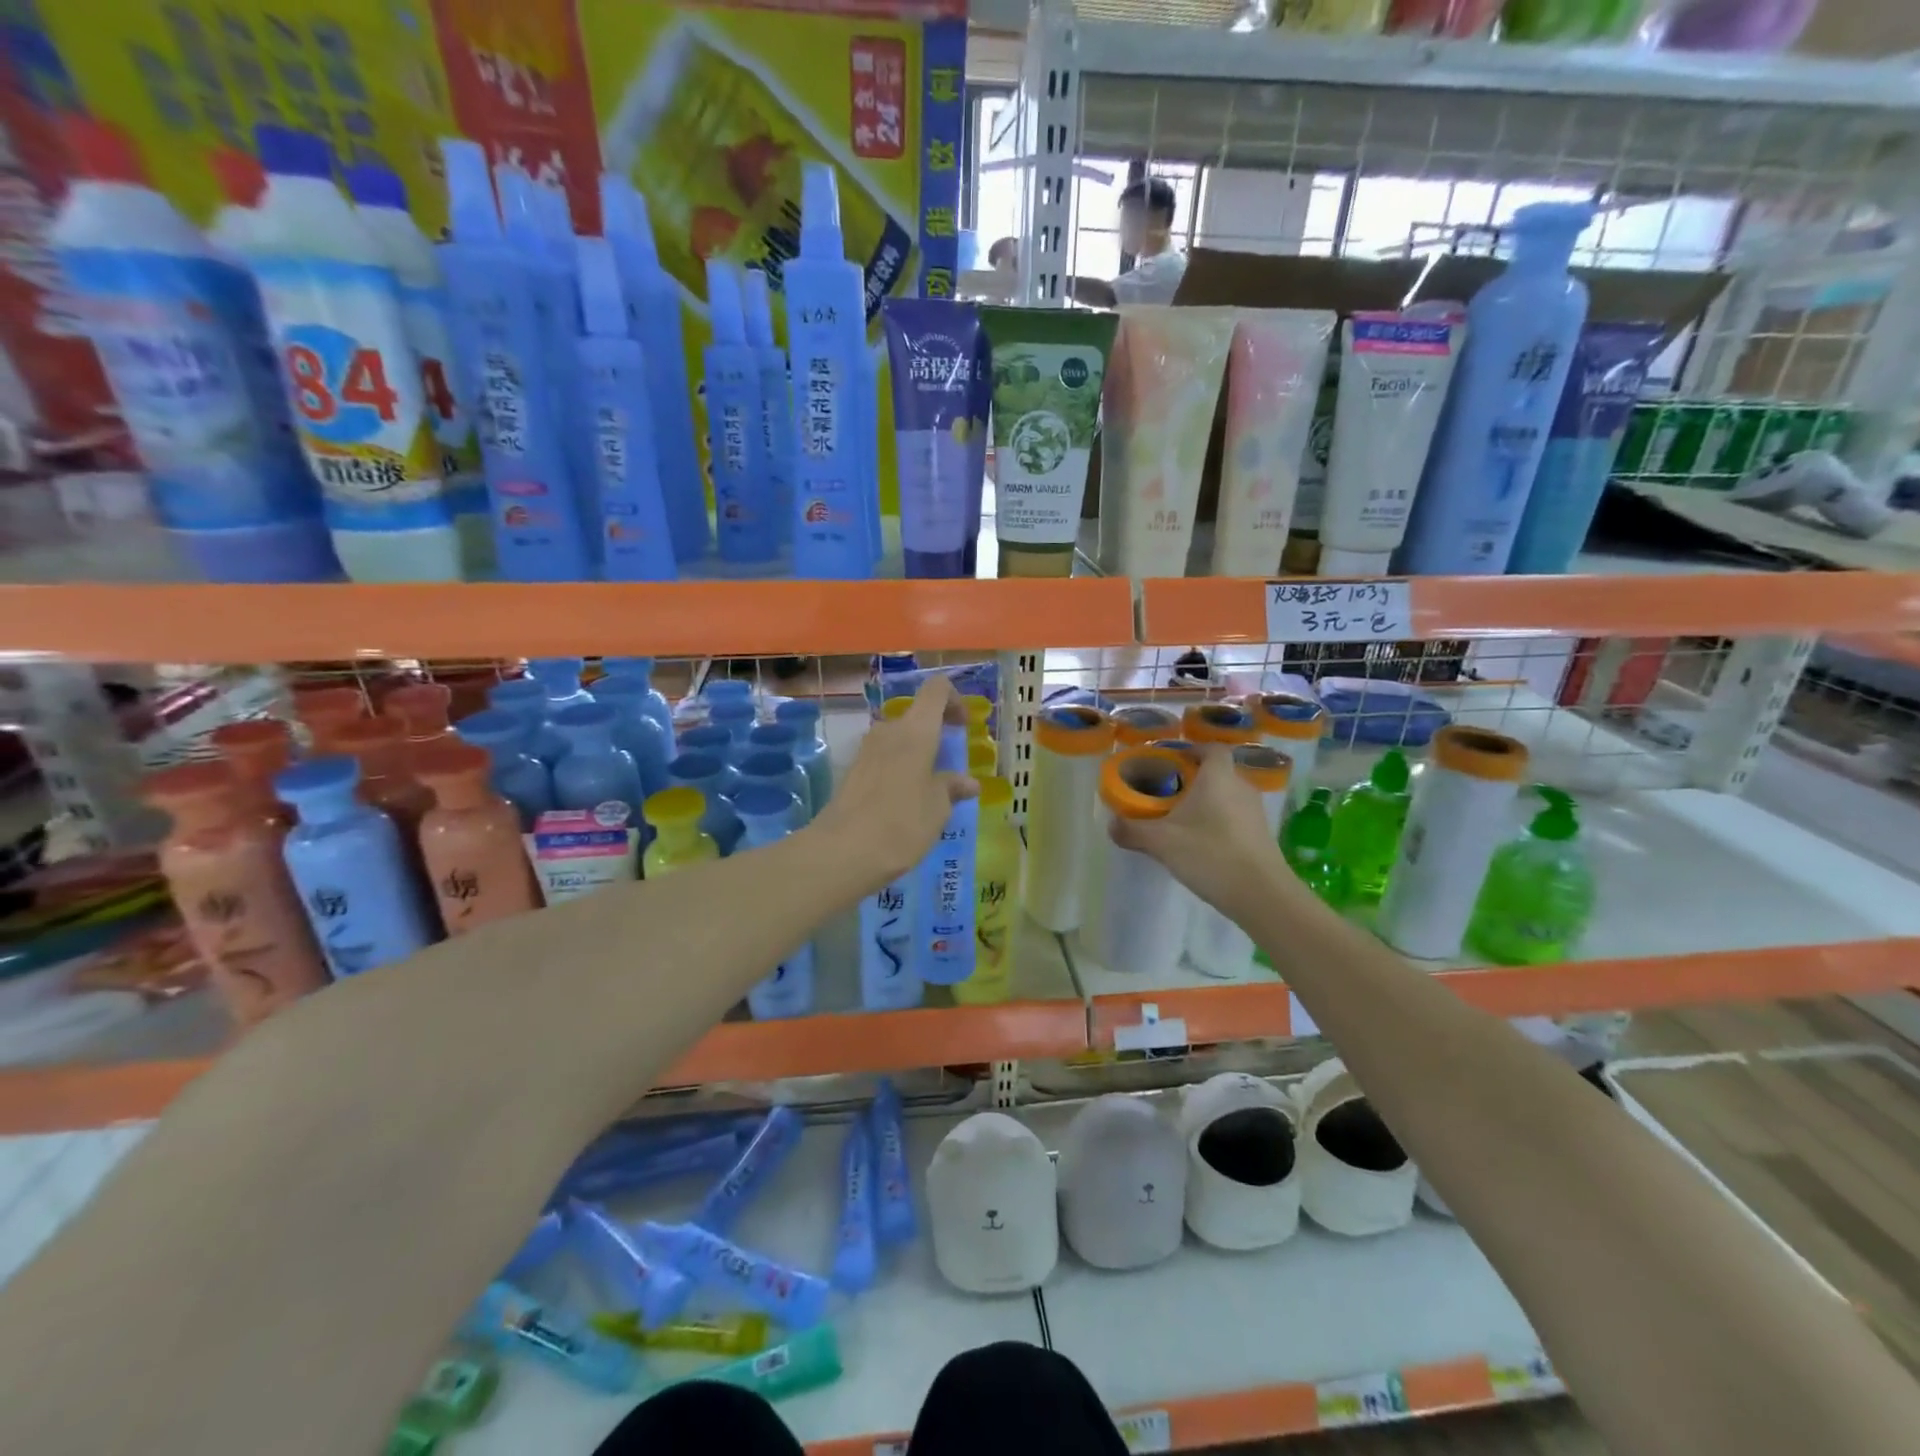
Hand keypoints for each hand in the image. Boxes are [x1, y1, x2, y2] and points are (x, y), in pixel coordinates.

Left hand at [811, 676, 977, 897]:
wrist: (843, 851)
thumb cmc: (902, 823)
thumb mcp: (938, 807)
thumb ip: (952, 787)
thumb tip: (968, 783)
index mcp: (915, 731)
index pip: (936, 690)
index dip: (954, 700)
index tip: (964, 727)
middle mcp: (888, 731)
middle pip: (916, 717)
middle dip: (935, 735)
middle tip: (950, 766)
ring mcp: (866, 751)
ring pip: (898, 740)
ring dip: (916, 756)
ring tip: (929, 790)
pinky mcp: (852, 772)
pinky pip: (884, 760)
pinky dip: (899, 771)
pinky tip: (905, 804)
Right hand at [1111, 744, 1288, 917]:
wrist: (1261, 894)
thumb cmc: (1209, 854)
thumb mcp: (1161, 842)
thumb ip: (1133, 830)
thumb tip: (1111, 824)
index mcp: (1218, 776)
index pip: (1211, 748)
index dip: (1193, 750)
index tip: (1172, 761)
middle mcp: (1241, 786)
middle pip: (1218, 772)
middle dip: (1194, 779)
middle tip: (1169, 793)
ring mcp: (1255, 811)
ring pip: (1227, 795)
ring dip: (1207, 802)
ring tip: (1182, 820)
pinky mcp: (1262, 835)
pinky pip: (1236, 816)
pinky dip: (1219, 821)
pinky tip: (1202, 843)